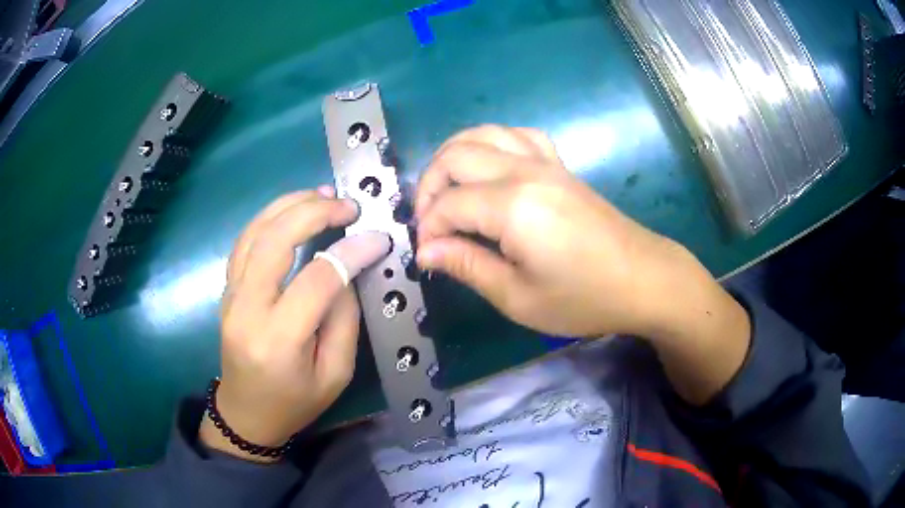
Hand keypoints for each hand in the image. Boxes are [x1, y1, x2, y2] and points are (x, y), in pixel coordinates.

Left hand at [201, 188, 389, 460]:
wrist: (246, 413)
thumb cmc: (295, 402)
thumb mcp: (335, 373)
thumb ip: (344, 318)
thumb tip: (347, 269)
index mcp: (279, 339)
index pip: (316, 279)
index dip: (351, 252)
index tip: (377, 238)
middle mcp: (247, 309)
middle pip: (274, 241)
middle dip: (313, 213)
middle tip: (347, 205)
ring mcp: (230, 295)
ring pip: (254, 232)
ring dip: (288, 205)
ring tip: (322, 195)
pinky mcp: (227, 289)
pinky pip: (245, 241)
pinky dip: (269, 217)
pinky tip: (292, 209)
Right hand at [415, 126, 749, 403]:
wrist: (644, 279)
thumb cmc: (584, 298)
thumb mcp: (519, 297)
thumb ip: (468, 266)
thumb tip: (426, 250)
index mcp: (513, 206)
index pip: (448, 204)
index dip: (429, 229)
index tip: (427, 255)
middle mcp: (525, 171)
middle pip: (456, 155)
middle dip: (429, 186)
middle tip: (429, 223)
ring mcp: (546, 162)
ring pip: (483, 134)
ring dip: (454, 156)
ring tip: (447, 190)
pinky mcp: (560, 165)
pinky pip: (518, 135)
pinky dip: (492, 143)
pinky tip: (490, 168)